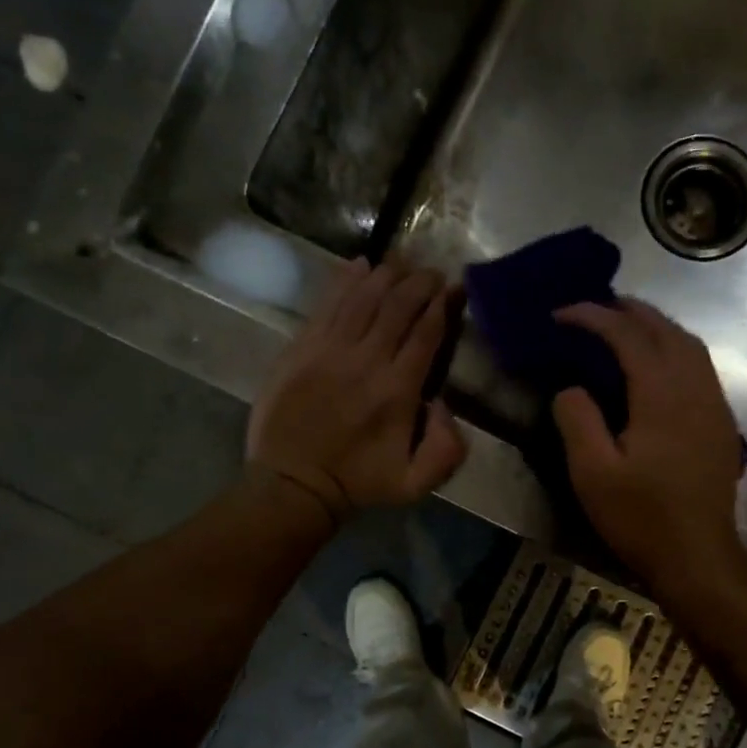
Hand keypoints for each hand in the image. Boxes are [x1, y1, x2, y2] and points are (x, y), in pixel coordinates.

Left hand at [248, 258, 466, 527]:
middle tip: (432, 272)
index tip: (453, 289)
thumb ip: (447, 449)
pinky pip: (327, 303)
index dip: (442, 305)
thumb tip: (443, 403)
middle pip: (398, 305)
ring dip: (387, 274)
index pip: (426, 332)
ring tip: (403, 262)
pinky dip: (345, 280)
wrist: (293, 484)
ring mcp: (330, 349)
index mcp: (398, 390)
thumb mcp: (416, 483)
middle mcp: (367, 360)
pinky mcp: (301, 347)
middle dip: (420, 282)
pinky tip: (360, 264)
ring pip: (363, 296)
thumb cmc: (358, 483)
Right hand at [551, 299, 746, 592]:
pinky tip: (658, 365)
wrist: (698, 557)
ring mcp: (715, 405)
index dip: (594, 317)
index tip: (561, 314)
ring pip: (690, 345)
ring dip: (656, 326)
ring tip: (624, 326)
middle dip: (629, 311)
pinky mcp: (722, 424)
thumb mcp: (592, 473)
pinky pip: (701, 367)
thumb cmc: (641, 518)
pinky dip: (676, 349)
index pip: (628, 336)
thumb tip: (570, 387)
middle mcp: (695, 388)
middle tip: (593, 308)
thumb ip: (577, 420)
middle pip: (666, 330)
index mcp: (662, 395)